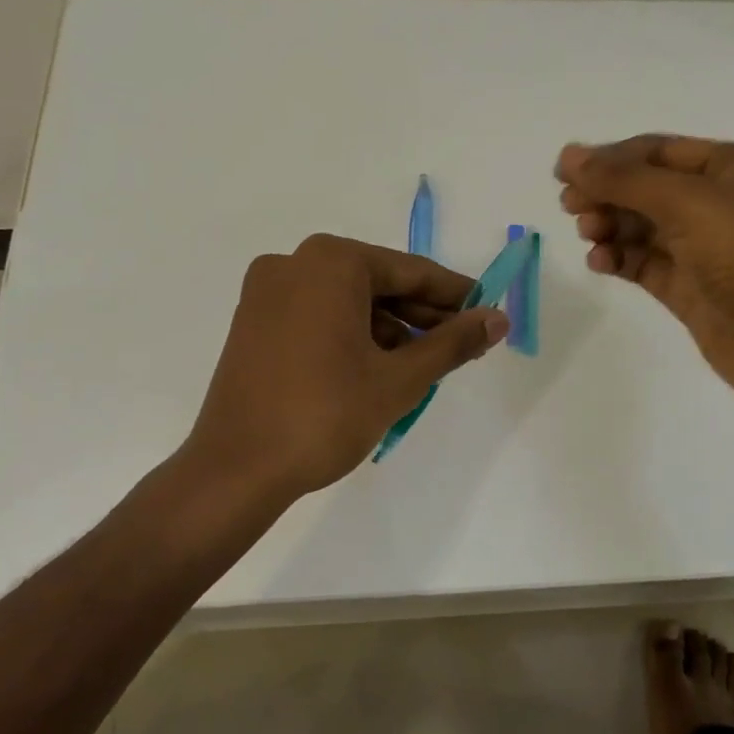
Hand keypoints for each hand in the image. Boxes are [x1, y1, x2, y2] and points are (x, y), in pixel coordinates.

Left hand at [183, 234, 508, 499]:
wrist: (236, 470)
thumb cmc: (325, 415)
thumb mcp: (399, 379)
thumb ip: (452, 343)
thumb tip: (497, 319)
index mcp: (330, 262)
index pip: (410, 272)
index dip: (454, 295)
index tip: (487, 312)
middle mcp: (293, 263)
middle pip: (377, 283)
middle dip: (421, 315)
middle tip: (462, 345)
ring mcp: (266, 292)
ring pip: (347, 301)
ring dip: (389, 328)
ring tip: (423, 365)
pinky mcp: (252, 322)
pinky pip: (318, 316)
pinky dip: (352, 335)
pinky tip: (378, 367)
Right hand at [556, 135, 733, 415]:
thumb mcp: (687, 202)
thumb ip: (623, 179)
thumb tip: (568, 155)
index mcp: (733, 168)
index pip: (658, 151)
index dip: (610, 158)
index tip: (563, 173)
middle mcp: (720, 203)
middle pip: (647, 188)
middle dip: (607, 193)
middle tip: (569, 207)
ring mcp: (705, 248)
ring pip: (643, 227)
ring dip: (610, 226)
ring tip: (589, 235)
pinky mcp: (691, 288)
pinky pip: (645, 263)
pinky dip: (620, 259)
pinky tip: (600, 263)